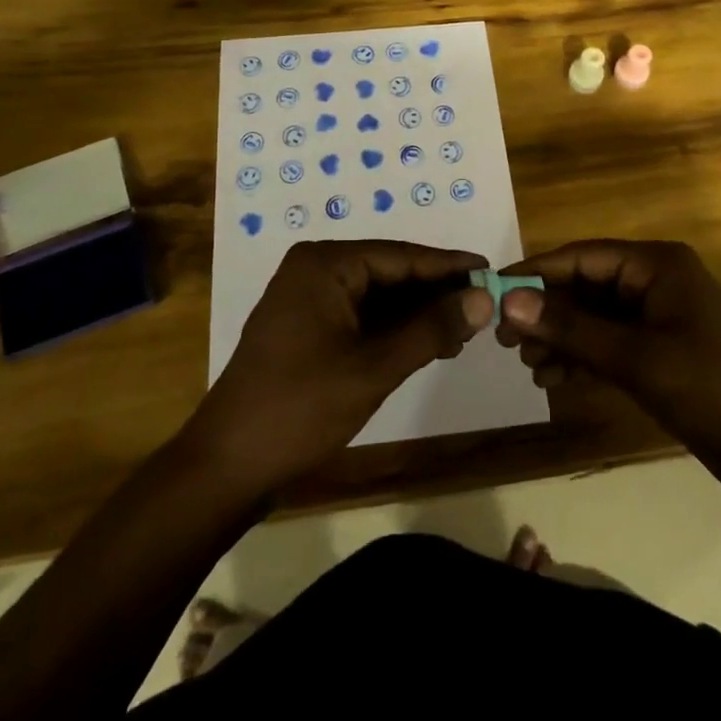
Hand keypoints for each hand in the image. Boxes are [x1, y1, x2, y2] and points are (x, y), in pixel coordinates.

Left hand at [186, 240, 493, 496]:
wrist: (228, 465)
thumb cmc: (301, 407)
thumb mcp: (374, 367)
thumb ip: (431, 329)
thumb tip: (484, 298)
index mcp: (325, 264)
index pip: (401, 255)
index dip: (449, 266)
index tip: (492, 271)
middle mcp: (316, 269)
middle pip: (390, 272)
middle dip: (435, 292)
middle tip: (484, 307)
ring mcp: (308, 298)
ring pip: (378, 296)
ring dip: (417, 314)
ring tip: (463, 330)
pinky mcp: (307, 327)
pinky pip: (361, 316)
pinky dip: (393, 330)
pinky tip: (426, 344)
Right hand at [496, 240, 720, 503]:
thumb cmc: (716, 391)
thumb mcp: (638, 358)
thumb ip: (572, 328)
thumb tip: (509, 300)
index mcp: (656, 265)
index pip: (582, 256)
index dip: (535, 272)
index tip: (492, 294)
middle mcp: (655, 282)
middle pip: (585, 287)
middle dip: (546, 312)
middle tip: (504, 340)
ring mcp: (659, 319)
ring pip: (594, 318)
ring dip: (561, 338)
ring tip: (528, 365)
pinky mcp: (662, 353)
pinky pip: (610, 345)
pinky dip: (582, 359)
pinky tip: (554, 380)